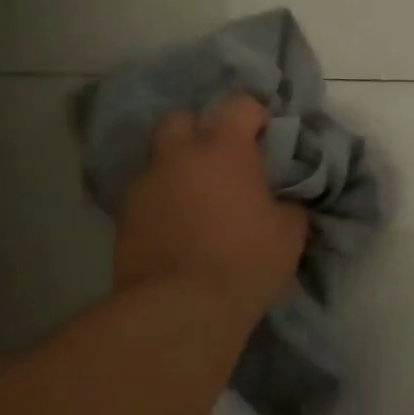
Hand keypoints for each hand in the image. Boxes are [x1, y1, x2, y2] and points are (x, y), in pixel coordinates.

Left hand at [113, 95, 308, 321]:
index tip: (266, 137)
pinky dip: (164, 202)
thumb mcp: (289, 232)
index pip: (239, 104)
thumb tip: (283, 201)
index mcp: (223, 149)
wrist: (179, 309)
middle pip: (182, 119)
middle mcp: (178, 156)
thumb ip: (288, 204)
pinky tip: (180, 228)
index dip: (255, 115)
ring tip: (200, 201)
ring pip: (161, 159)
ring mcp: (145, 186)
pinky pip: (148, 195)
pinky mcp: (124, 218)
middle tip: (223, 161)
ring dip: (180, 170)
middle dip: (201, 131)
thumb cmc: (244, 260)